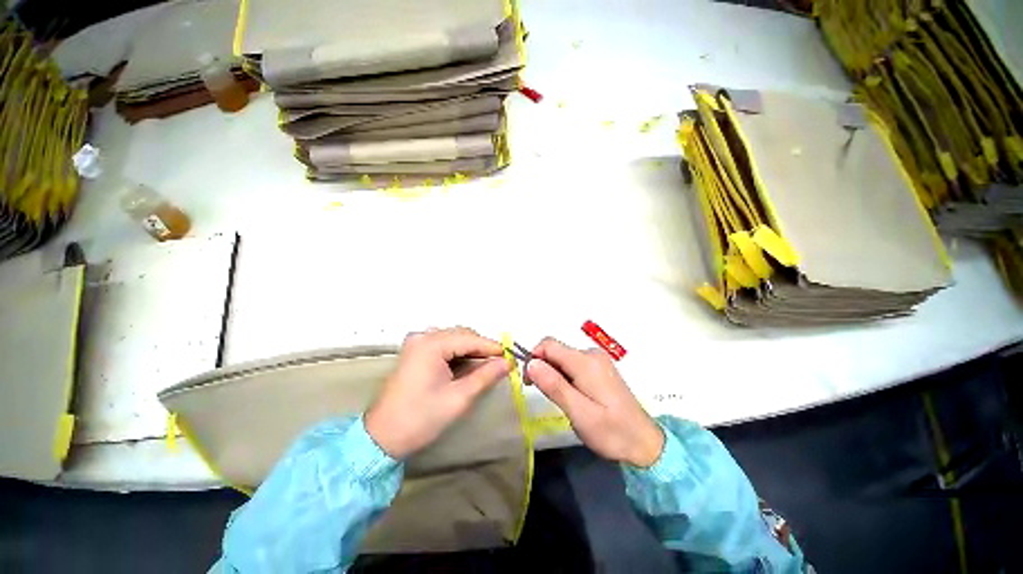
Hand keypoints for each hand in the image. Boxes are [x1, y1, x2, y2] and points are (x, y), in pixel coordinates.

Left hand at [365, 327, 508, 458]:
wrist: (381, 437)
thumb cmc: (421, 418)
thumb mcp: (459, 397)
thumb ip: (486, 375)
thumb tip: (507, 362)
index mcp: (431, 345)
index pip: (470, 339)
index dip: (492, 347)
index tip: (510, 356)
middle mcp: (423, 337)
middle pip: (461, 335)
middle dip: (482, 348)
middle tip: (500, 363)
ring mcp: (416, 343)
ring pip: (453, 339)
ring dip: (471, 350)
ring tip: (486, 366)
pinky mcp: (415, 352)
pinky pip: (443, 345)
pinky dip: (458, 353)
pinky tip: (467, 365)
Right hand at [527, 338, 663, 466]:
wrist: (645, 443)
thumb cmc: (612, 432)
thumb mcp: (579, 412)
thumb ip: (554, 385)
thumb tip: (531, 364)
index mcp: (586, 362)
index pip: (548, 345)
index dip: (533, 358)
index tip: (528, 381)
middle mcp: (591, 354)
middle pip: (556, 350)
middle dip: (543, 367)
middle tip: (543, 394)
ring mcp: (598, 360)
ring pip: (563, 358)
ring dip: (553, 373)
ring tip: (560, 399)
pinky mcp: (600, 368)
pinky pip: (574, 364)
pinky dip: (565, 375)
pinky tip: (571, 395)